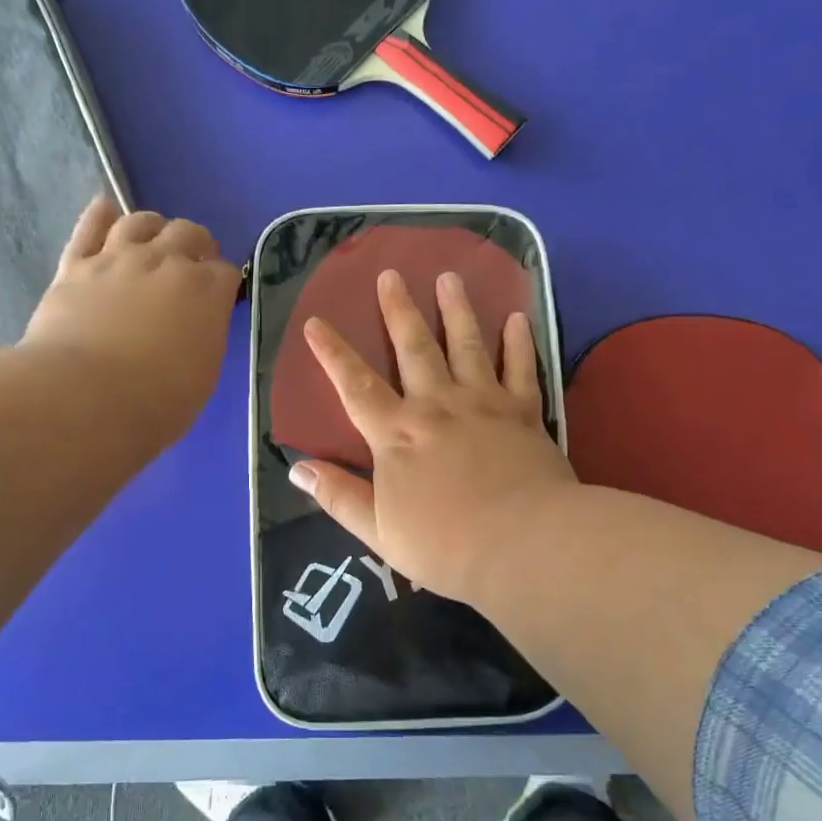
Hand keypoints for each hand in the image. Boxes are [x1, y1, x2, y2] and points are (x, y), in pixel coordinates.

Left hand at [20, 197, 241, 448]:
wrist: (85, 399)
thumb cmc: (156, 403)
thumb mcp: (202, 376)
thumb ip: (204, 338)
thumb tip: (197, 326)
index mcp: (207, 292)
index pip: (227, 271)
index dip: (224, 282)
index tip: (218, 297)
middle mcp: (167, 263)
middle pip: (189, 233)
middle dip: (196, 245)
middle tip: (191, 265)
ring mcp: (119, 258)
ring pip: (141, 221)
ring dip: (153, 228)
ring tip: (152, 242)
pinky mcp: (76, 265)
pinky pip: (89, 227)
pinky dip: (99, 215)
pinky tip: (105, 211)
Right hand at [291, 268, 578, 609]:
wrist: (524, 546)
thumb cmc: (446, 545)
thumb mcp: (378, 530)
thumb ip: (338, 495)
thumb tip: (297, 467)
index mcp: (396, 434)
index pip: (355, 385)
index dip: (332, 354)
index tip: (315, 321)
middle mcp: (436, 406)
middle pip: (414, 348)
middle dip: (398, 310)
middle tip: (390, 274)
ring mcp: (483, 403)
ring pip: (467, 345)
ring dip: (456, 309)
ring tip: (449, 277)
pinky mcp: (524, 412)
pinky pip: (521, 367)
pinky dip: (519, 341)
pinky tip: (517, 316)